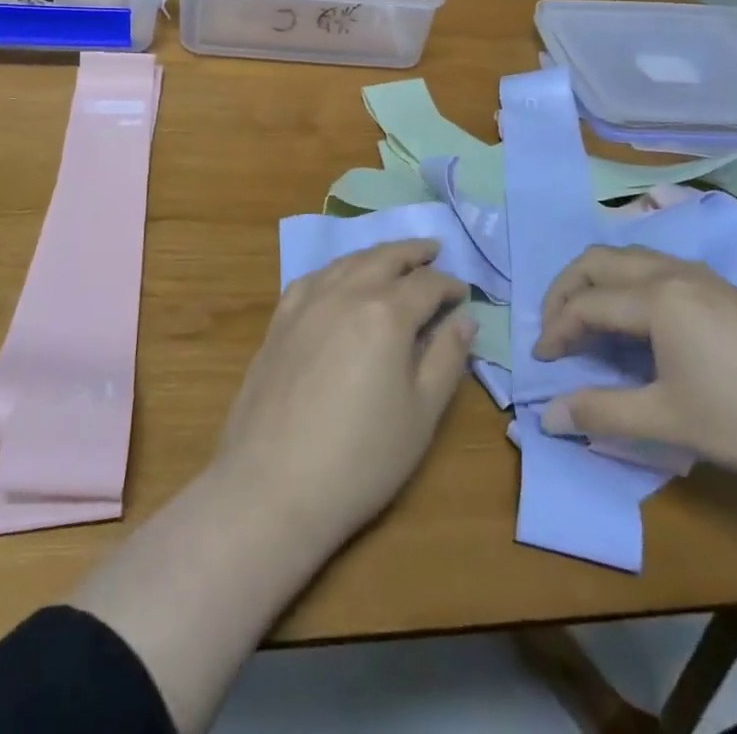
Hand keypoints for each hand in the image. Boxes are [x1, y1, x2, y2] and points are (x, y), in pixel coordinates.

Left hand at [212, 239, 473, 549]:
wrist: (272, 485)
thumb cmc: (361, 458)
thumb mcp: (421, 414)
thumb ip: (446, 359)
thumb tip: (464, 319)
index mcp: (386, 313)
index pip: (427, 285)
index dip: (450, 285)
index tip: (464, 293)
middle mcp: (346, 293)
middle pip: (385, 258)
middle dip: (414, 253)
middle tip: (434, 250)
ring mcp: (308, 302)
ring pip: (349, 261)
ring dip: (376, 255)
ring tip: (393, 258)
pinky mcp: (280, 319)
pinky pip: (314, 278)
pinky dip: (337, 270)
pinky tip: (340, 279)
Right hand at [535, 247, 736, 497]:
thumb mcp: (671, 422)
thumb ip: (603, 413)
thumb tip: (548, 415)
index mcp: (656, 296)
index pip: (585, 302)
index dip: (556, 330)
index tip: (541, 363)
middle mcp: (675, 272)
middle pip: (600, 261)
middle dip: (566, 289)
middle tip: (553, 328)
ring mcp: (707, 278)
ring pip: (632, 259)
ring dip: (599, 283)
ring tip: (590, 322)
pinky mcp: (730, 293)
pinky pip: (660, 271)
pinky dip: (630, 286)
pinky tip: (643, 324)